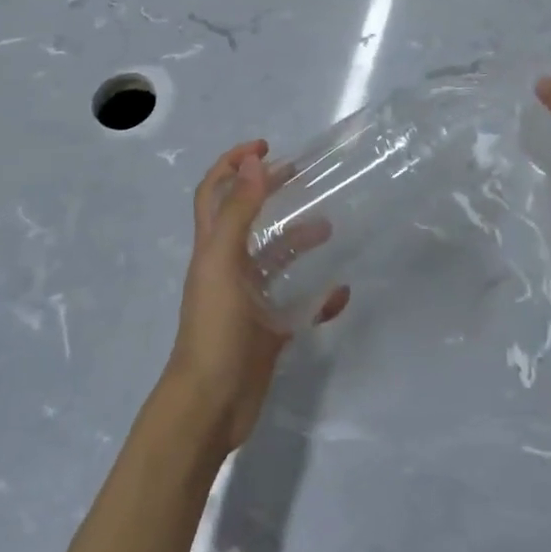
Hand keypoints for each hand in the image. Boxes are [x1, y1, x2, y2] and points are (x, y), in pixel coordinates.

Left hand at [163, 142, 347, 455]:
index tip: (265, 146)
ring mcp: (247, 300)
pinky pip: (297, 305)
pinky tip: (340, 293)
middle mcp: (228, 267)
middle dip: (270, 191)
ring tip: (330, 228)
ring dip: (299, 240)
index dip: (233, 163)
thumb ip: (239, 212)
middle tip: (301, 175)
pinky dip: (319, 297)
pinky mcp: (266, 331)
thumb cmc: (214, 327)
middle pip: (248, 218)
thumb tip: (254, 162)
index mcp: (212, 248)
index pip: (215, 192)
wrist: (210, 406)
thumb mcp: (224, 262)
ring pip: (275, 260)